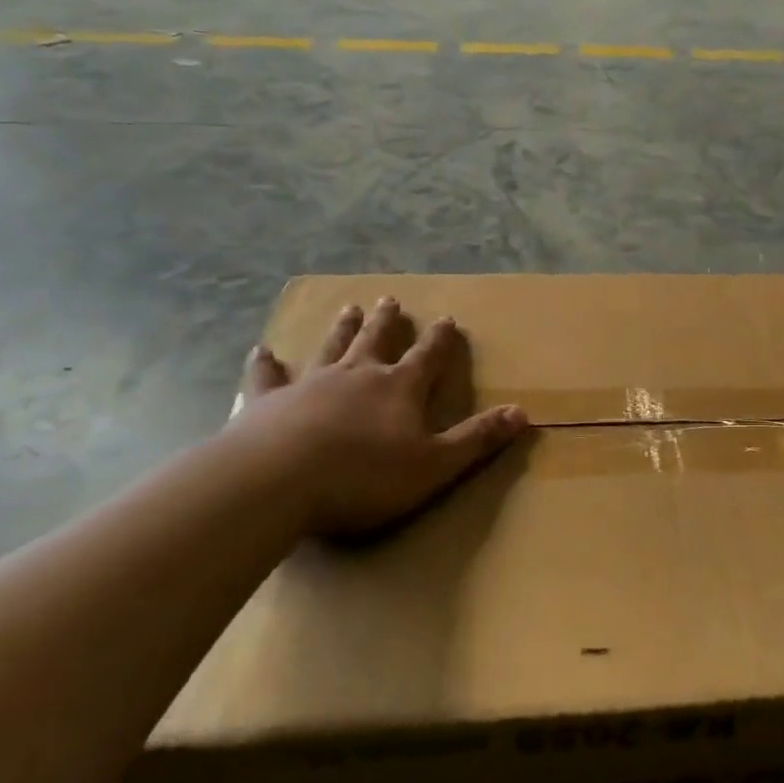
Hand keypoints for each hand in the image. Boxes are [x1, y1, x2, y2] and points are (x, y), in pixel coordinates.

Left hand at [223, 297, 527, 539]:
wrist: (277, 482)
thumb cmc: (363, 477)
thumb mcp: (434, 465)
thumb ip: (476, 439)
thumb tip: (521, 413)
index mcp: (399, 388)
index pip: (427, 356)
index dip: (440, 339)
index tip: (447, 318)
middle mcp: (357, 375)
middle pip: (376, 341)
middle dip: (387, 322)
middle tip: (390, 300)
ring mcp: (309, 384)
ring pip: (331, 348)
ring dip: (342, 329)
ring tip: (349, 308)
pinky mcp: (267, 401)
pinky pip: (268, 376)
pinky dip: (266, 364)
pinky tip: (262, 351)